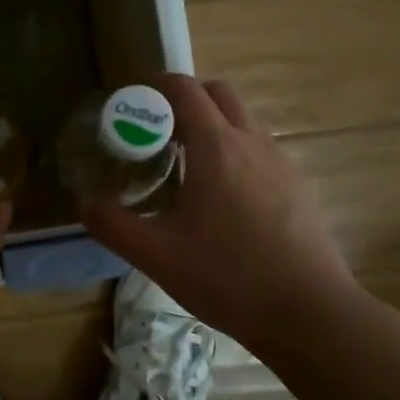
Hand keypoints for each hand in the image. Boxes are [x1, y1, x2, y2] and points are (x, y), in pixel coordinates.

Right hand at [82, 74, 361, 354]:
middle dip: (188, 99)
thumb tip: (88, 205)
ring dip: (215, 125)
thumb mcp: (157, 255)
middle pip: (219, 93)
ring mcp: (282, 162)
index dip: (157, 86)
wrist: (310, 314)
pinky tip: (227, 199)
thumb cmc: (229, 276)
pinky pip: (263, 150)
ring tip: (191, 167)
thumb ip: (114, 225)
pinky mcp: (300, 187)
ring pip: (244, 121)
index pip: (185, 89)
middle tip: (160, 132)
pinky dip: (238, 153)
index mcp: (217, 146)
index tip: (135, 102)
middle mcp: (252, 142)